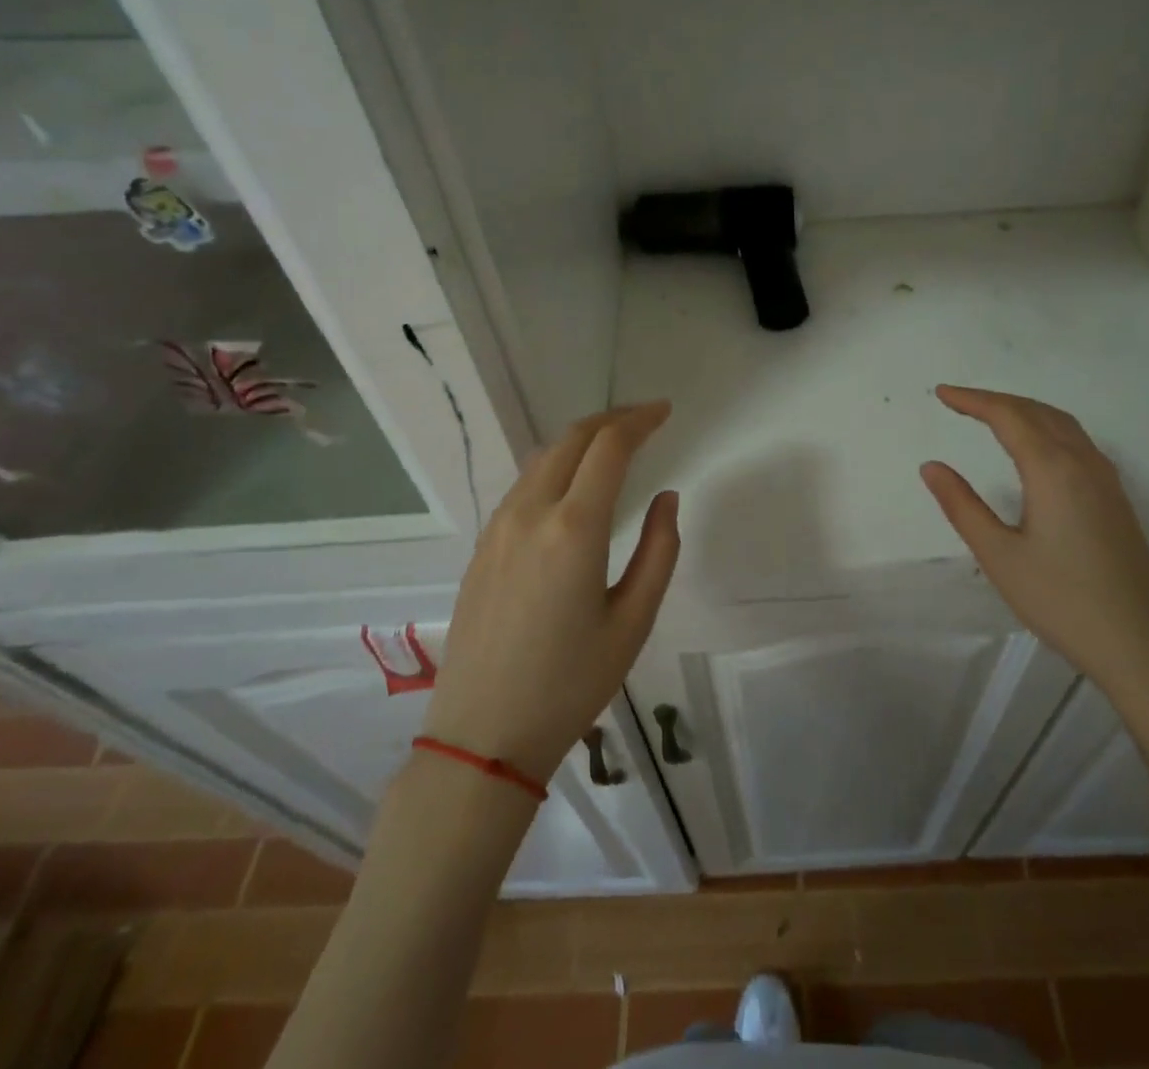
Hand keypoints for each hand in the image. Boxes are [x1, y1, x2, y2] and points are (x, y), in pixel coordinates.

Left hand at [421, 402, 679, 783]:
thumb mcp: (633, 622)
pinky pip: (524, 486)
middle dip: (611, 419)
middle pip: (572, 439)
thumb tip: (666, 498)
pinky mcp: (483, 546)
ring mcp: (499, 527)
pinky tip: (573, 486)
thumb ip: (659, 551)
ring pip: (543, 458)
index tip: (665, 412)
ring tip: (614, 445)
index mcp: (574, 528)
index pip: (609, 447)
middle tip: (645, 419)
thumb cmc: (570, 684)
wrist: (483, 736)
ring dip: (581, 440)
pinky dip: (556, 466)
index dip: (640, 420)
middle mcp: (531, 513)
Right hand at [920, 385, 1148, 695]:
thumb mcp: (999, 555)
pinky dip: (1047, 428)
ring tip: (991, 415)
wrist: (1141, 647)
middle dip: (996, 400)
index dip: (973, 400)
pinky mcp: (1117, 499)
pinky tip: (1037, 448)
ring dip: (1024, 410)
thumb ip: (962, 506)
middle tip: (959, 401)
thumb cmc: (1061, 601)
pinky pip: (1078, 442)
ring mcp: (1106, 480)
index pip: (1008, 416)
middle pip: (1037, 412)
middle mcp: (1084, 463)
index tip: (942, 394)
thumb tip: (931, 466)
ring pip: (1062, 424)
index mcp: (1053, 470)